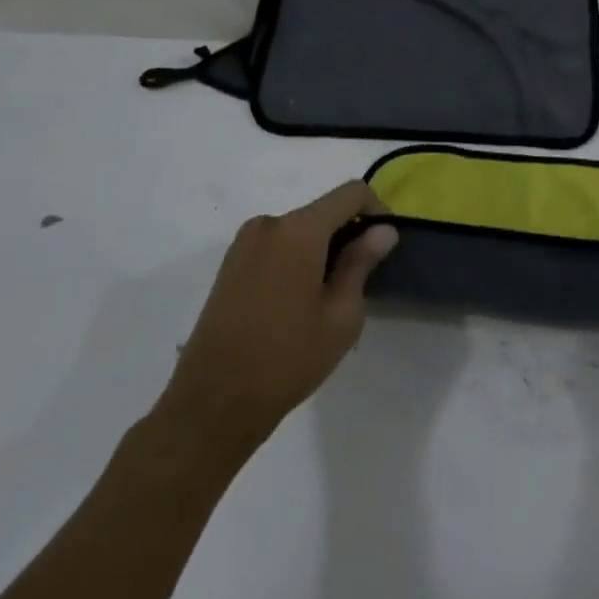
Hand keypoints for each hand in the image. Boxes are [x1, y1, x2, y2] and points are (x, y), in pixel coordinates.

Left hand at [154, 182, 396, 473]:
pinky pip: (278, 245)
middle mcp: (268, 225)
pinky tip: (299, 302)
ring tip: (330, 297)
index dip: (377, 210)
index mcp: (298, 231)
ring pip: (300, 230)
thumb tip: (383, 231)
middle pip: (324, 211)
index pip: (351, 193)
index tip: (386, 245)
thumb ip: (362, 263)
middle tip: (362, 280)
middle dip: (350, 234)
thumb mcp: (342, 315)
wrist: (212, 405)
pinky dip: (299, 258)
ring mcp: (243, 244)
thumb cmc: (287, 359)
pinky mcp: (230, 265)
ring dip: (324, 249)